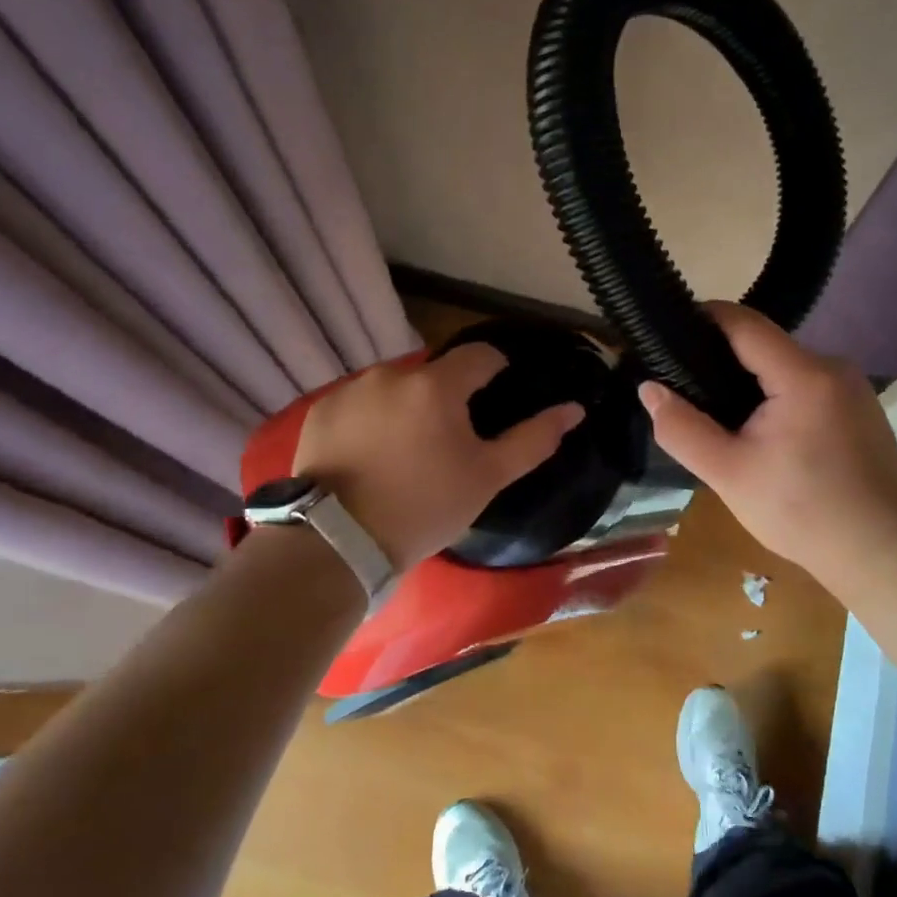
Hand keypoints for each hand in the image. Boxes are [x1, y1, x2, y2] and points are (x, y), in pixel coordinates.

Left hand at [292, 344, 584, 571]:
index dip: (496, 372)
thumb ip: (533, 439)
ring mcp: (351, 389)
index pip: (479, 355)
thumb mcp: (487, 477)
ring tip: (407, 450)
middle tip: (449, 440)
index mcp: (436, 385)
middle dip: (447, 396)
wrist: (338, 541)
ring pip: (395, 386)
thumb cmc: (425, 507)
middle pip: (434, 372)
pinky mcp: (322, 410)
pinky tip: (371, 454)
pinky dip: (372, 418)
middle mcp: (391, 373)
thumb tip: (574, 409)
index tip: (495, 401)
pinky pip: (360, 402)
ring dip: (408, 405)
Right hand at [637, 303, 896, 584]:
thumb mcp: (728, 474)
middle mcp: (833, 367)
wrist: (881, 552)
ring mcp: (852, 387)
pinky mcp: (859, 407)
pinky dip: (776, 397)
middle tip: (684, 389)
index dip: (701, 319)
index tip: (665, 335)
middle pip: (763, 345)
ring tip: (718, 416)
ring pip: (783, 367)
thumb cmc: (802, 512)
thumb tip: (649, 389)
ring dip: (748, 382)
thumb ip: (682, 429)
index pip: (742, 322)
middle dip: (720, 359)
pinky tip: (762, 433)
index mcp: (803, 374)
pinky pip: (805, 386)